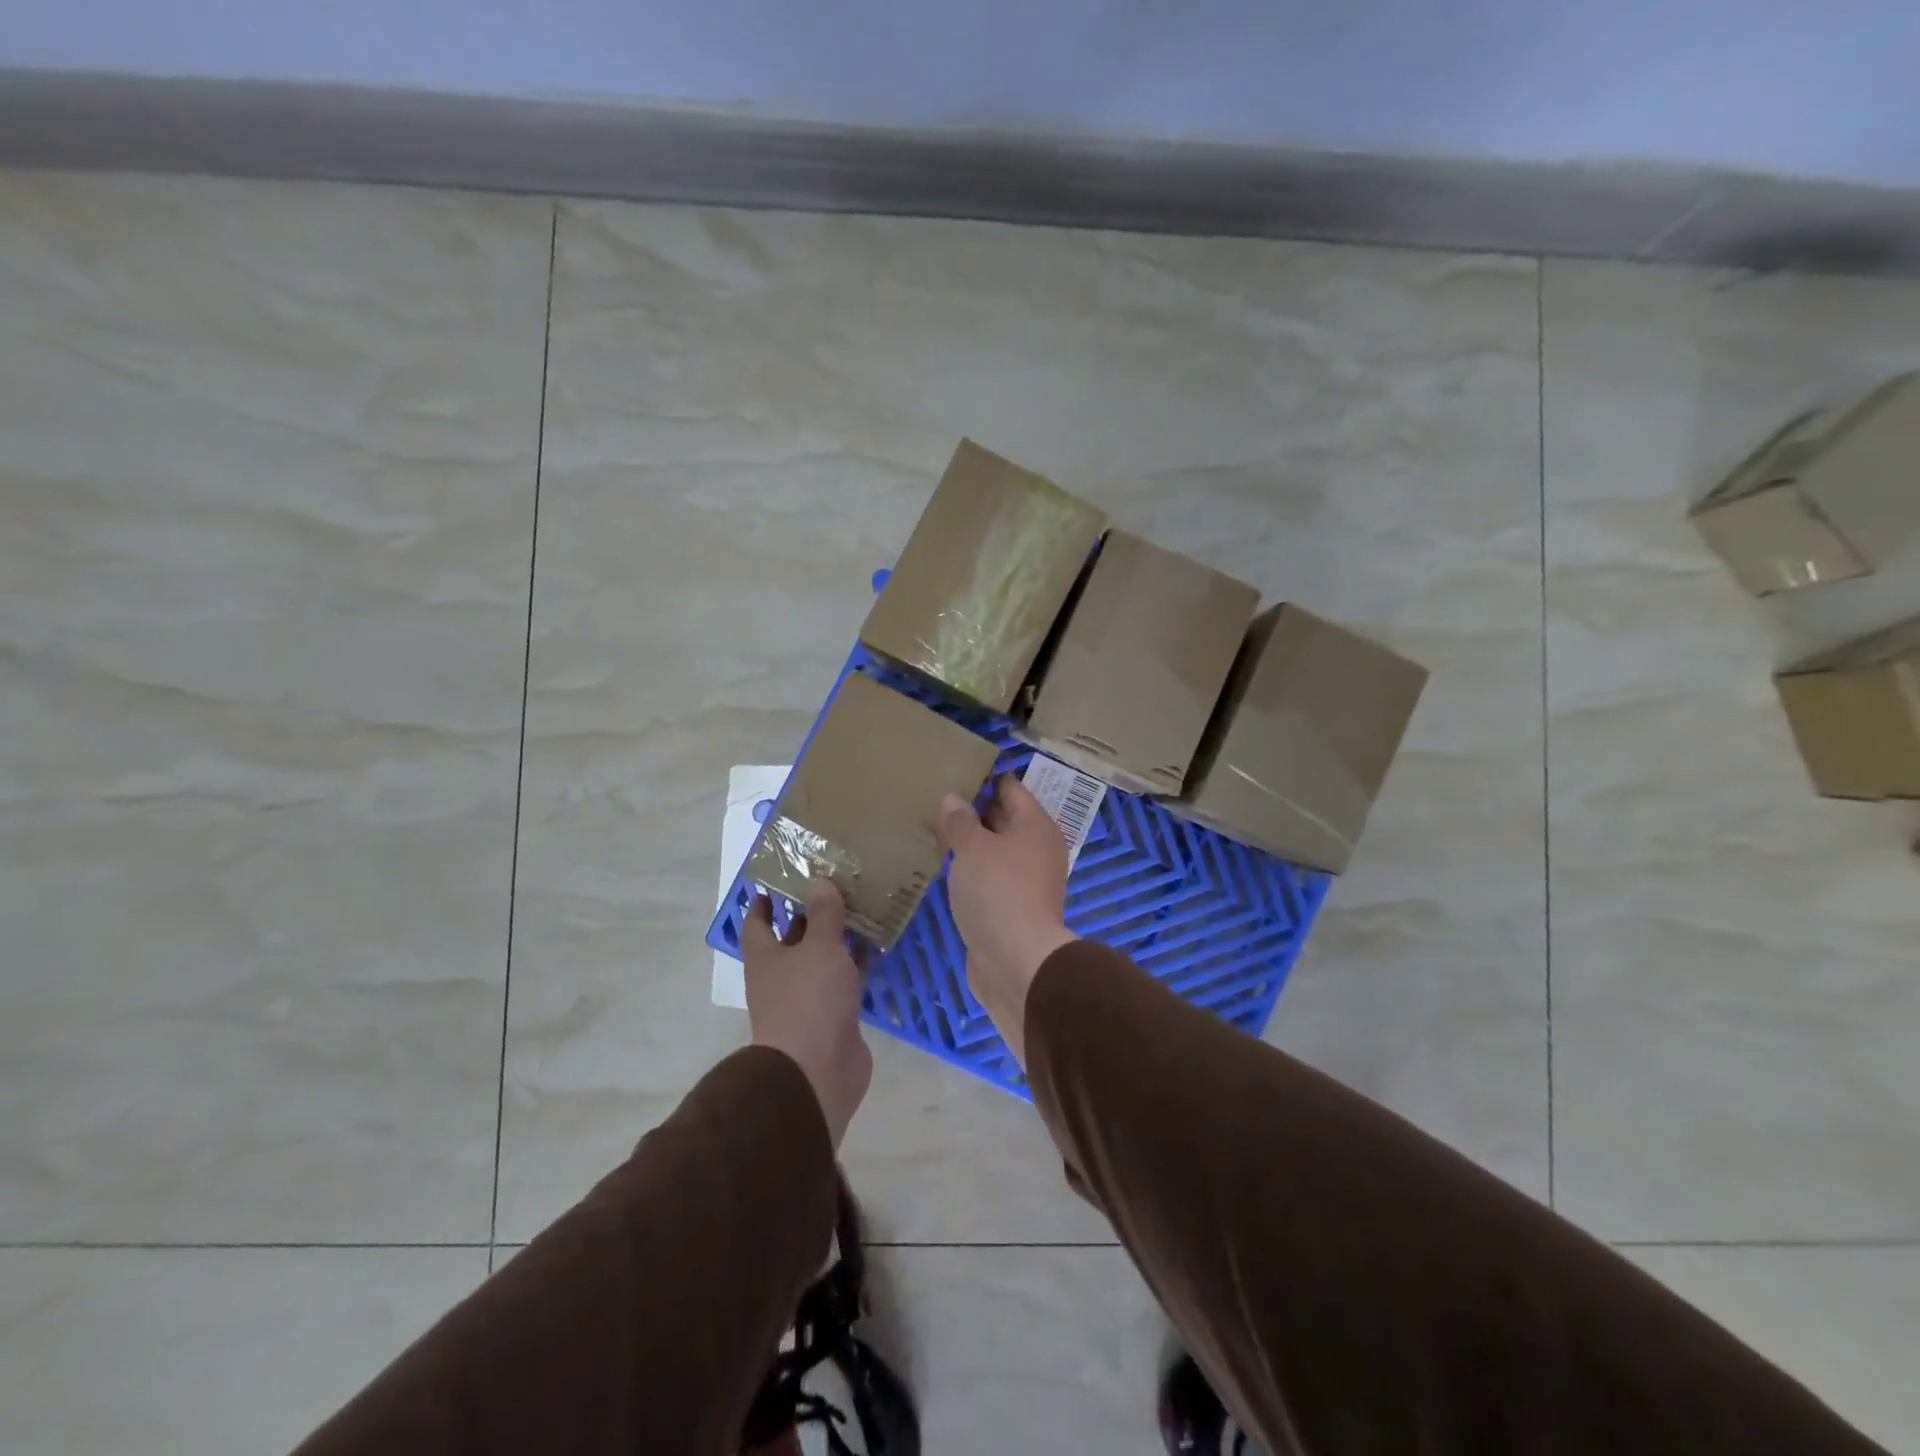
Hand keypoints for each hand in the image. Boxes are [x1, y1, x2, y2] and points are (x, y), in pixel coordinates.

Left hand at [742, 882, 872, 1148]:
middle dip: (811, 917)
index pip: (757, 923)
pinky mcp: (834, 1018)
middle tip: (836, 887)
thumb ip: (823, 914)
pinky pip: (846, 982)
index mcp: (766, 958)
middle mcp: (782, 977)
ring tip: (863, 909)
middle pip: (793, 941)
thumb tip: (818, 880)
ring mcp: (808, 1000)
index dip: (765, 903)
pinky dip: (858, 965)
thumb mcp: (819, 947)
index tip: (778, 881)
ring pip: (823, 961)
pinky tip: (879, 946)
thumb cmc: (808, 1000)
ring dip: (839, 940)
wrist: (816, 1072)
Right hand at [938, 776, 1077, 1067]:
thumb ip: (961, 821)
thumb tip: (954, 798)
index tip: (955, 768)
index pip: (1011, 788)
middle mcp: (1037, 849)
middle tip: (937, 797)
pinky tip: (947, 868)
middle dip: (975, 809)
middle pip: (1005, 819)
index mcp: (1036, 826)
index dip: (985, 777)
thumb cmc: (998, 891)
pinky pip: (991, 877)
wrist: (1016, 961)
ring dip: (972, 843)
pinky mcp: (1013, 907)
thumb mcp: (973, 848)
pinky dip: (973, 870)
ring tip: (936, 829)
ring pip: (997, 850)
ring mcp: (1027, 881)